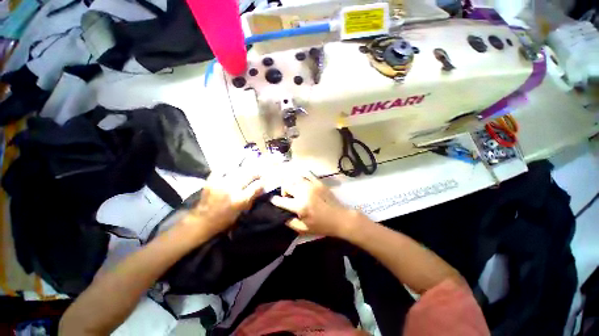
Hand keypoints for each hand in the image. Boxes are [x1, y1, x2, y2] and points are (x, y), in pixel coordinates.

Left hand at [181, 166, 263, 240]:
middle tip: (258, 173)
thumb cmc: (224, 219)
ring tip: (248, 167)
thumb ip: (251, 198)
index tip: (264, 180)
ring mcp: (221, 183)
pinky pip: (222, 168)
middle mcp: (232, 189)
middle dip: (256, 173)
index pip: (256, 186)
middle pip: (249, 174)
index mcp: (240, 199)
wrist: (202, 221)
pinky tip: (232, 167)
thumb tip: (261, 188)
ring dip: (245, 168)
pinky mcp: (211, 180)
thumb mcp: (241, 211)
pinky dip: (228, 167)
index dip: (262, 182)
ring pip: (238, 169)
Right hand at [271, 172, 357, 236]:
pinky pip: (307, 175)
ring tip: (295, 189)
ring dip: (292, 183)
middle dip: (284, 191)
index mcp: (300, 206)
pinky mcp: (319, 182)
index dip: (275, 200)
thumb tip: (282, 216)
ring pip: (295, 178)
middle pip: (287, 185)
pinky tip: (303, 183)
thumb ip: (290, 223)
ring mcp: (312, 185)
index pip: (282, 201)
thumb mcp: (304, 229)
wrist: (340, 218)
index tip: (273, 200)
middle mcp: (304, 193)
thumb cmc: (322, 225)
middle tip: (288, 196)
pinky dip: (301, 178)